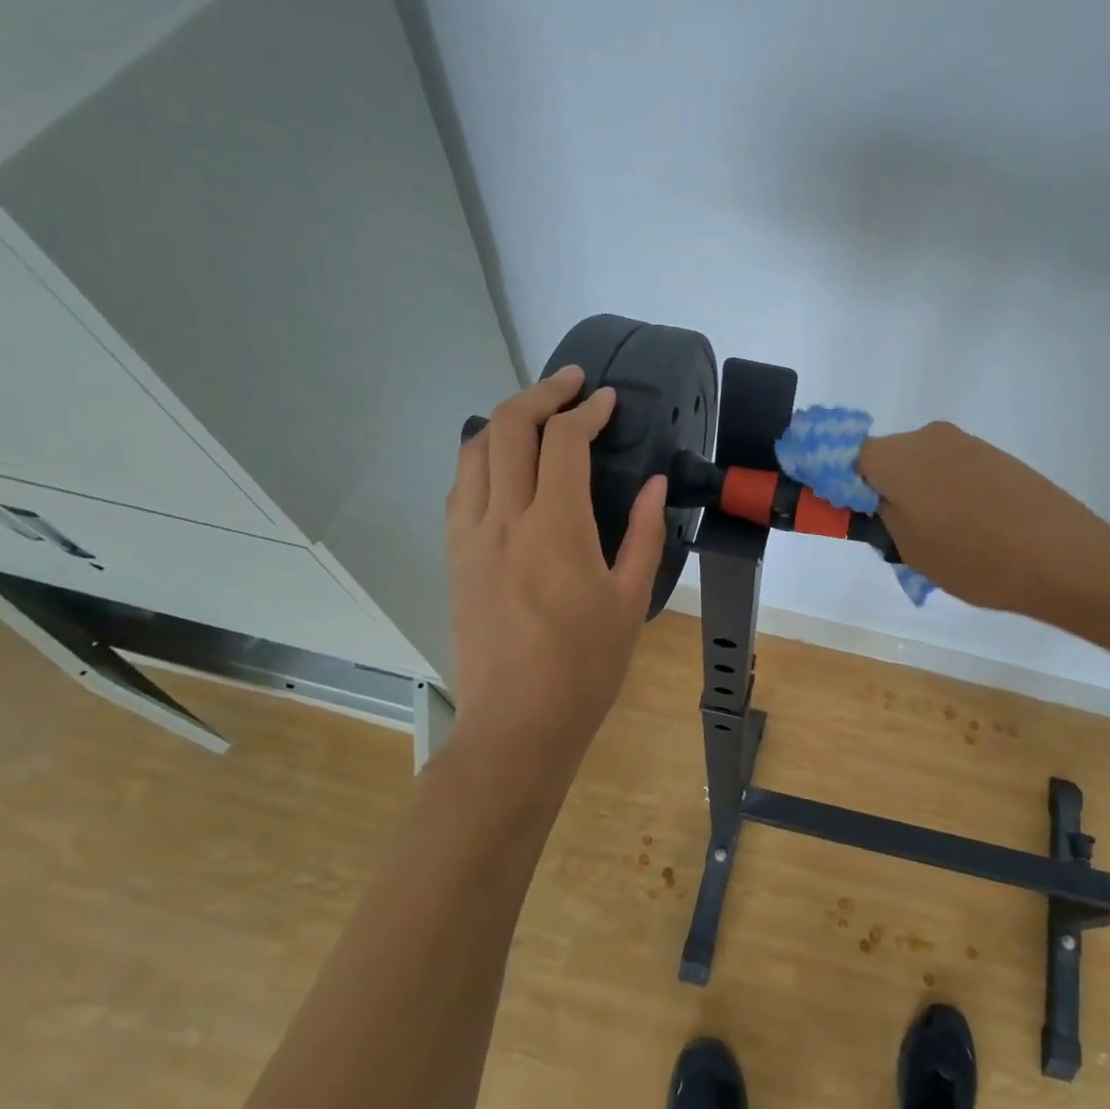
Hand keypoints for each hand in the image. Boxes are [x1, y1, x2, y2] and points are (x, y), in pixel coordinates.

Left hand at [446, 366, 667, 740]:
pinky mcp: (454, 556)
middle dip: (541, 393)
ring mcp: (470, 536)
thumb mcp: (631, 599)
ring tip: (537, 417)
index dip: (587, 410)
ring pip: (474, 450)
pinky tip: (506, 467)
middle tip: (571, 384)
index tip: (607, 401)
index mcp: (556, 528)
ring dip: (506, 420)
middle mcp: (504, 519)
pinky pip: (461, 487)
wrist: (517, 724)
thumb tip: (654, 484)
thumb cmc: (586, 666)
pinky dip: (484, 458)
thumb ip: (644, 533)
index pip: (564, 441)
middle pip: (508, 427)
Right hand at [858, 421, 1109, 617]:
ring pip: (919, 463)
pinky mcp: (996, 456)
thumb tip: (868, 496)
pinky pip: (951, 468)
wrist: (1066, 559)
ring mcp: (967, 444)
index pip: (846, 456)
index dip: (834, 480)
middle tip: (889, 532)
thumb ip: (880, 514)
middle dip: (878, 488)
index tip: (838, 508)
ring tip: (935, 535)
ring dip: (914, 491)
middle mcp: (929, 437)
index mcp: (899, 457)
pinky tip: (966, 526)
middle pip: (884, 457)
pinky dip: (944, 491)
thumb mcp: (911, 548)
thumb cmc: (976, 560)